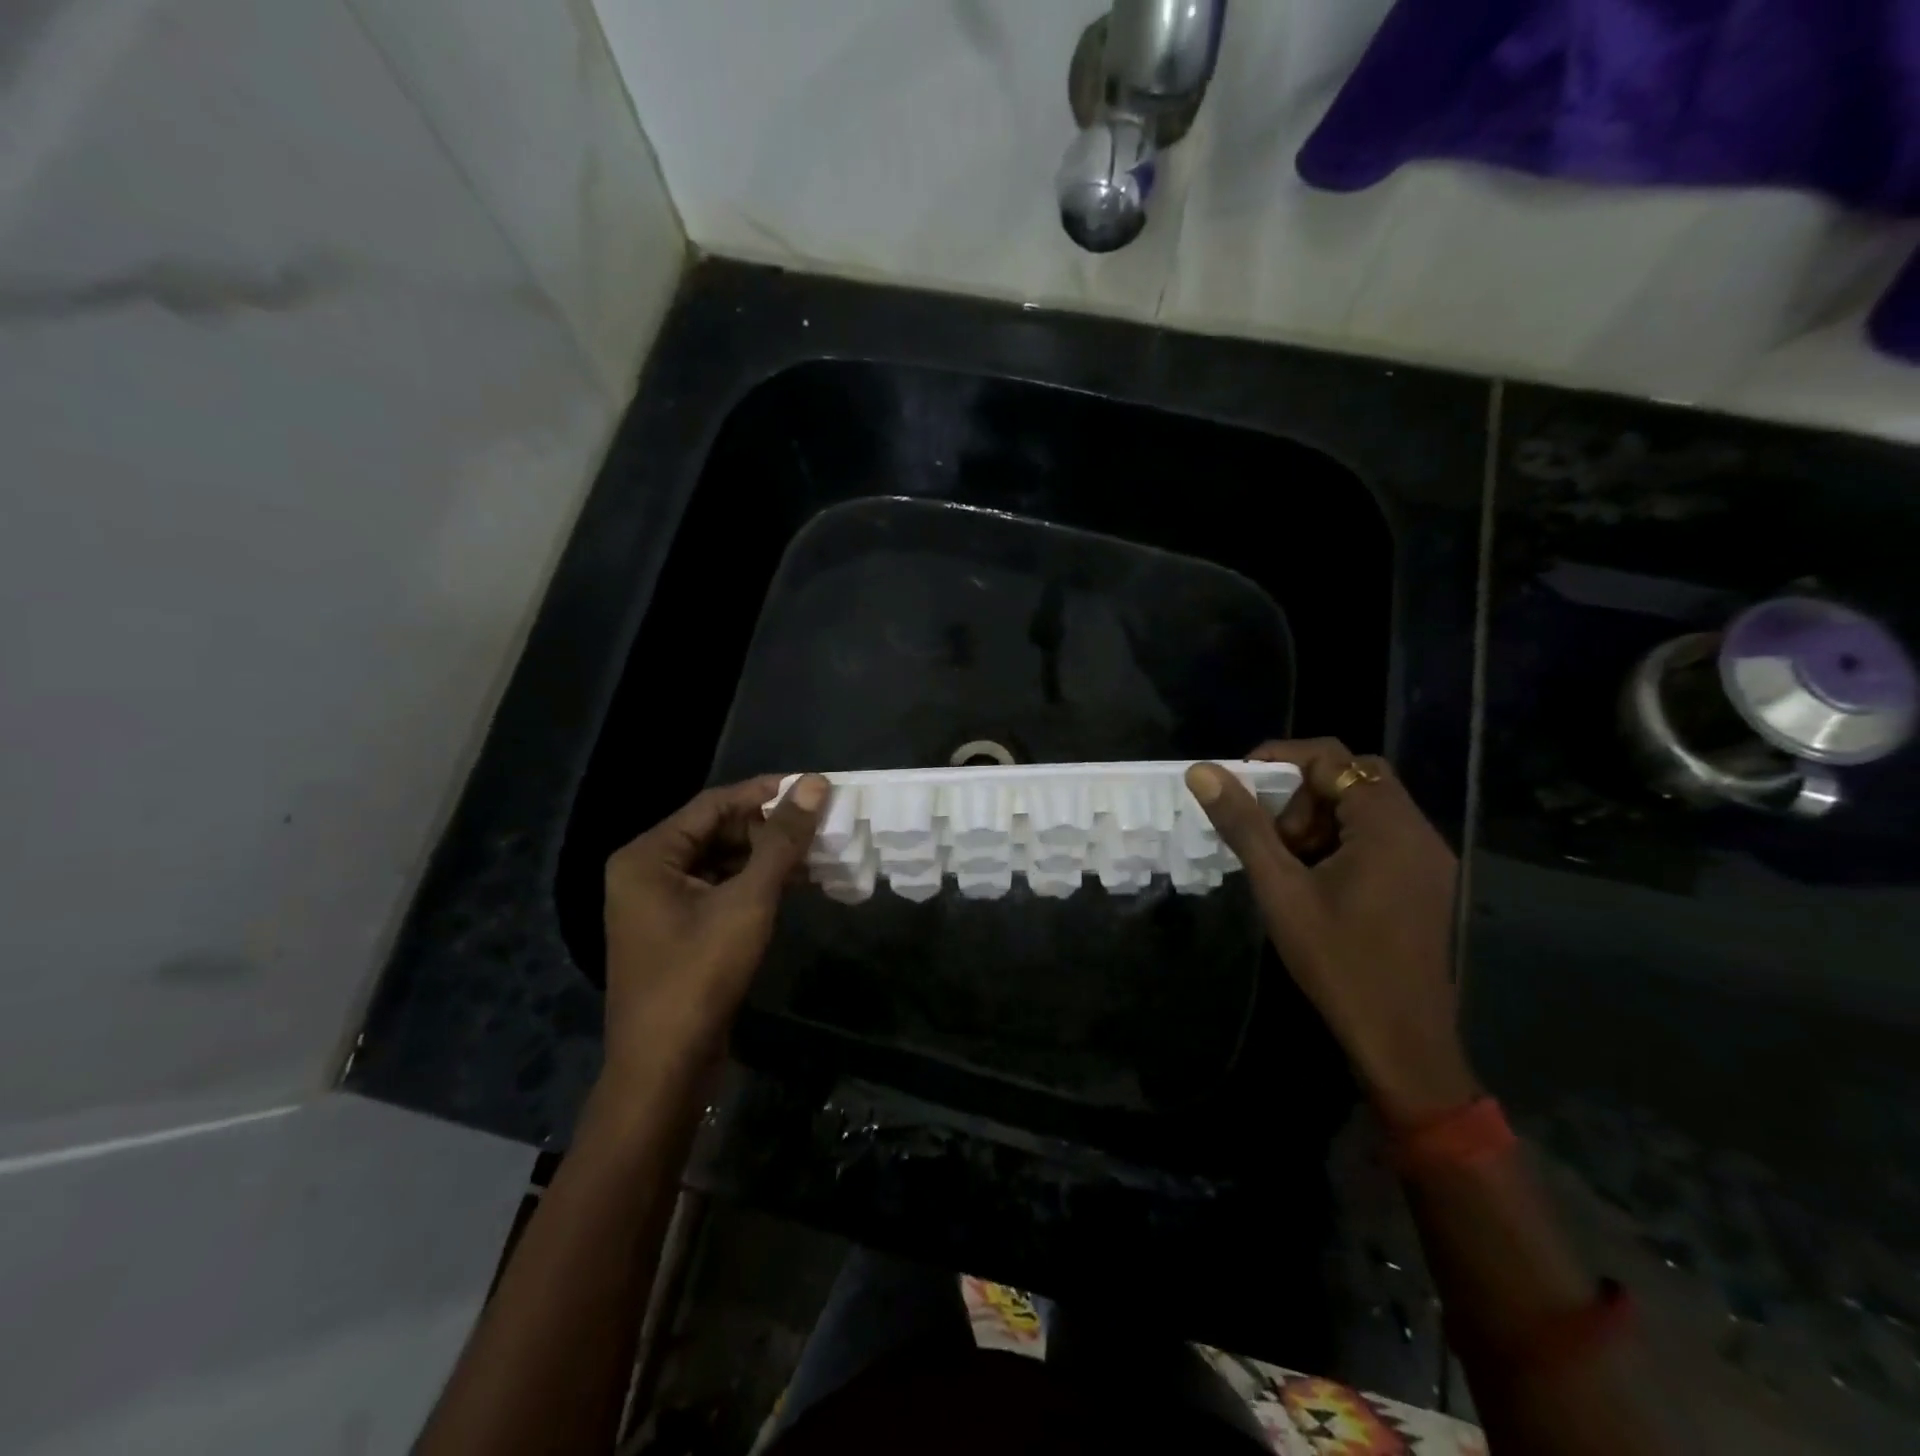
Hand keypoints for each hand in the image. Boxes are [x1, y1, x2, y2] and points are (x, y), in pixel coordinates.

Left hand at [600, 774, 827, 1087]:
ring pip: (721, 862)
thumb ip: (782, 841)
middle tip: (820, 824)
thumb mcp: (748, 901)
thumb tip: (815, 784)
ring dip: (767, 857)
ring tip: (817, 851)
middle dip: (769, 829)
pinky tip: (795, 884)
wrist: (664, 1068)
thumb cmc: (699, 975)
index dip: (765, 793)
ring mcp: (659, 905)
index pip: (714, 804)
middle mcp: (647, 872)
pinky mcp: (677, 932)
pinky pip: (719, 891)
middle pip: (716, 831)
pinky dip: (755, 884)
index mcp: (648, 856)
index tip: (812, 787)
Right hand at [1186, 741, 1474, 1123]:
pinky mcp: (1425, 884)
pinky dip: (1341, 841)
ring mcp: (1427, 860)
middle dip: (1302, 793)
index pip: (1333, 758)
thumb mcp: (1280, 888)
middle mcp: (1417, 832)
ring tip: (1287, 861)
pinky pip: (1380, 838)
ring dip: (1320, 819)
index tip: (1241, 782)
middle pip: (1354, 779)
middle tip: (1271, 832)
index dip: (1281, 759)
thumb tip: (1203, 771)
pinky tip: (1314, 880)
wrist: (1401, 1041)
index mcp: (1387, 825)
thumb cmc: (1337, 959)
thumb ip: (1243, 824)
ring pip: (1366, 809)